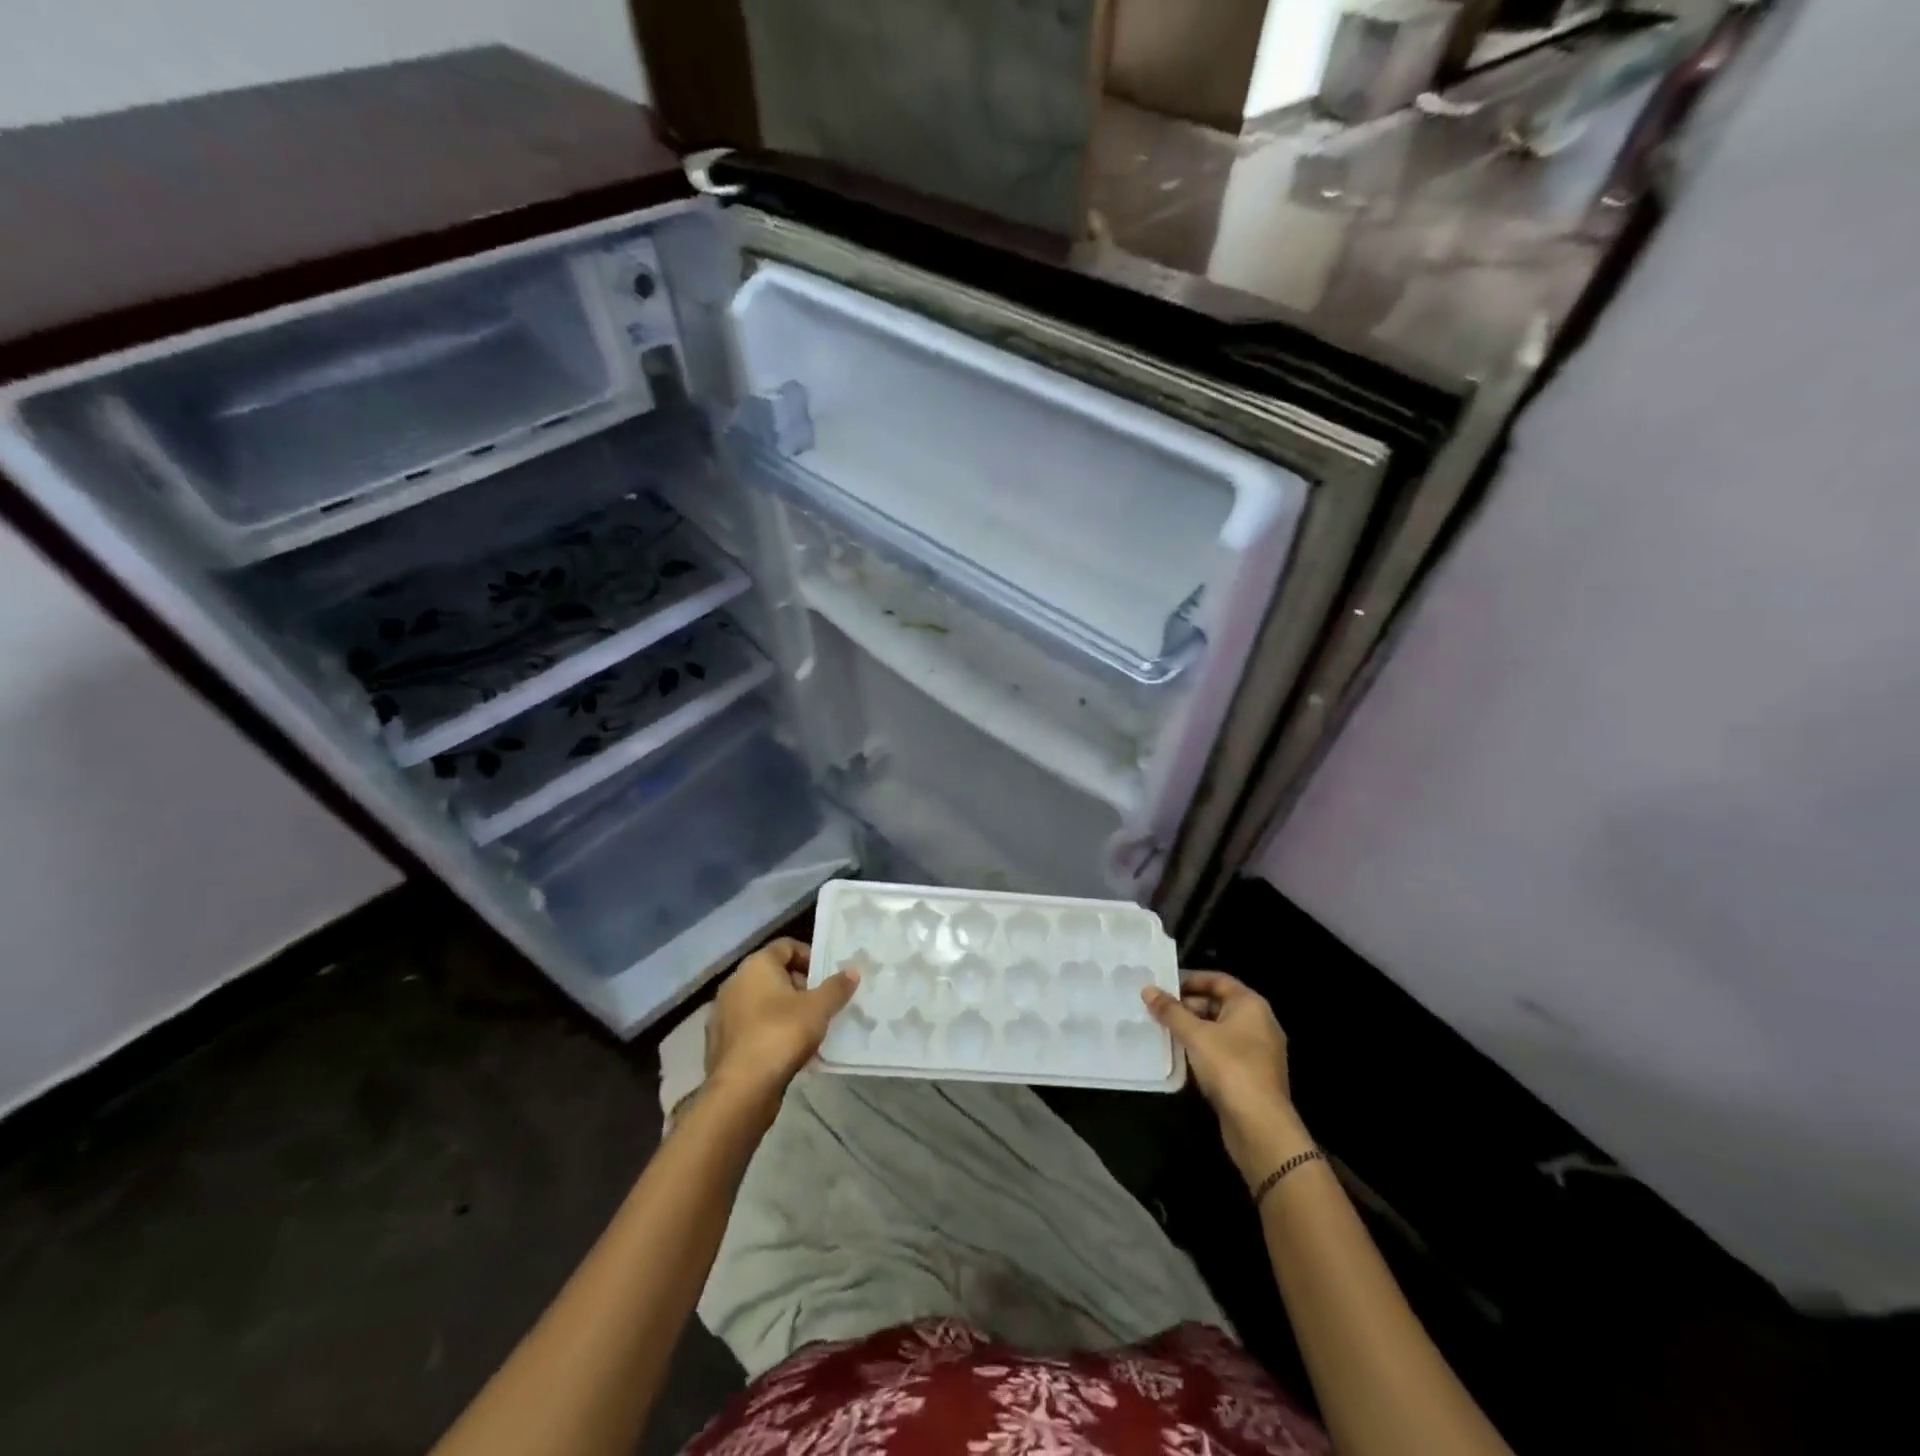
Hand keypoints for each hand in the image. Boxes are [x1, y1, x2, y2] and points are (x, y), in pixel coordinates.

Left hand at [704, 938, 858, 1108]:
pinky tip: (786, 1050)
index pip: (786, 946)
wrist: (741, 1089)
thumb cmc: (781, 1034)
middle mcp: (734, 982)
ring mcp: (723, 1013)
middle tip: (821, 1003)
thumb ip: (837, 987)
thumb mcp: (819, 1008)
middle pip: (772, 974)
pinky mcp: (719, 1042)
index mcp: (756, 965)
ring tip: (807, 1029)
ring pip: (760, 1002)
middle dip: (799, 985)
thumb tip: (853, 971)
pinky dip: (768, 1031)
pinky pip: (750, 1026)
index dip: (809, 956)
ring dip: (783, 1010)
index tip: (826, 976)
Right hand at [1144, 971, 1312, 1183]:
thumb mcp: (1195, 1034)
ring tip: (1162, 1030)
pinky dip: (1201, 1049)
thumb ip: (1170, 1011)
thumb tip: (1147, 990)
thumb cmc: (1230, 1067)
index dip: (1189, 979)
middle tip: (1157, 1009)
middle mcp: (1258, 1023)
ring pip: (1218, 1030)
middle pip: (1217, 1004)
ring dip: (1191, 1029)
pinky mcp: (1251, 1075)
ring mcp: (1257, 1051)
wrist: (1260, 1126)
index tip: (1163, 984)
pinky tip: (1179, 1056)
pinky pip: (1222, 1052)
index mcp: (1251, 1005)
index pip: (1218, 980)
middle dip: (1186, 1006)